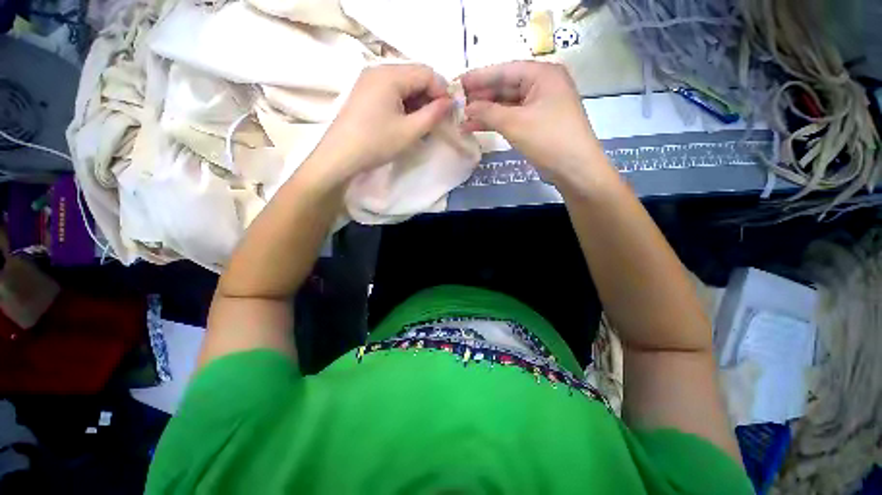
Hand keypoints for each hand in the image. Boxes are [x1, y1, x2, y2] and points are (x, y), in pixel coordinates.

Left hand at [309, 64, 453, 184]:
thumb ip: (433, 114)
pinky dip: (404, 105)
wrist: (340, 156)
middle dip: (430, 97)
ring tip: (423, 124)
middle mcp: (378, 70)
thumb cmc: (376, 143)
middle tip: (437, 120)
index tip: (449, 112)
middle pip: (414, 76)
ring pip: (403, 85)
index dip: (442, 91)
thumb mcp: (409, 131)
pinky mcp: (364, 93)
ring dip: (417, 102)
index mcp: (390, 74)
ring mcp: (369, 80)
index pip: (427, 72)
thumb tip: (450, 102)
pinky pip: (391, 92)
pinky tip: (407, 122)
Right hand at [460, 61, 603, 184]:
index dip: (479, 77)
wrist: (575, 169)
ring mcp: (541, 106)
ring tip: (463, 117)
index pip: (505, 70)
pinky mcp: (538, 123)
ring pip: (507, 104)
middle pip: (506, 86)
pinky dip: (496, 122)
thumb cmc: (548, 139)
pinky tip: (478, 126)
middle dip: (481, 96)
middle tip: (458, 103)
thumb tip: (466, 107)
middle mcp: (543, 85)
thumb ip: (488, 112)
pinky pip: (513, 117)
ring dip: (486, 111)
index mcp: (542, 74)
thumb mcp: (515, 123)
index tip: (457, 83)